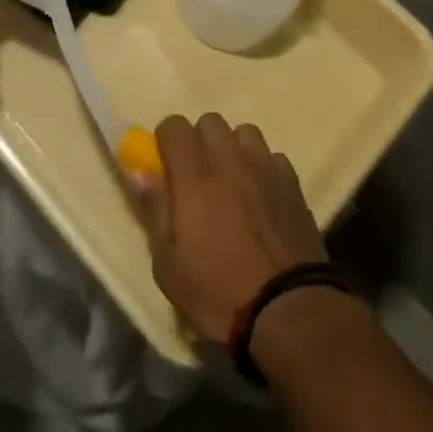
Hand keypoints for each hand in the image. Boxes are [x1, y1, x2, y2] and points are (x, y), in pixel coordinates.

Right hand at [134, 113, 327, 344]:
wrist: (287, 309)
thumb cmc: (218, 292)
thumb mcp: (169, 265)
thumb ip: (154, 211)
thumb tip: (140, 173)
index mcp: (194, 175)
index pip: (174, 125)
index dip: (166, 141)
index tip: (166, 166)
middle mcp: (229, 159)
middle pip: (210, 122)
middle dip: (199, 141)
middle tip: (197, 178)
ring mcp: (264, 166)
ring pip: (244, 133)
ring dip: (233, 150)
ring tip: (233, 183)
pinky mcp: (292, 182)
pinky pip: (272, 157)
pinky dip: (262, 169)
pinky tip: (262, 198)